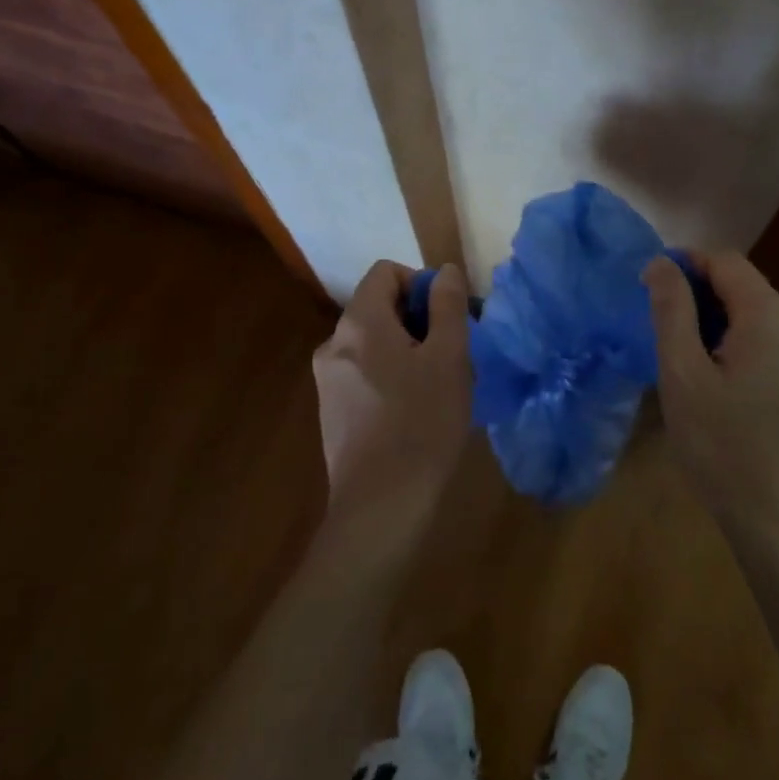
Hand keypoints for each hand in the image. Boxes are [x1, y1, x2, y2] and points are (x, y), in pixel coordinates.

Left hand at [312, 260, 473, 543]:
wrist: (380, 508)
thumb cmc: (422, 423)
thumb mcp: (448, 358)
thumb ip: (447, 306)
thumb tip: (443, 271)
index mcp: (359, 323)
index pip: (385, 272)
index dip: (420, 283)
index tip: (447, 318)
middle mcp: (334, 344)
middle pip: (378, 307)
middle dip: (418, 319)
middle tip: (451, 353)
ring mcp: (327, 380)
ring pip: (373, 343)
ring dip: (406, 349)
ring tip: (436, 385)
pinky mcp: (331, 412)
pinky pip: (364, 372)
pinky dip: (389, 375)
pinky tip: (413, 411)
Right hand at [644, 251, 778, 526]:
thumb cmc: (722, 446)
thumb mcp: (682, 374)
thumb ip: (672, 310)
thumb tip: (661, 263)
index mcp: (771, 318)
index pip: (725, 261)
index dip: (686, 264)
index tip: (651, 287)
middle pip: (742, 284)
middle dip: (700, 294)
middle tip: (662, 328)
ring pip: (754, 311)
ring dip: (717, 318)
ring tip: (685, 355)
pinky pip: (767, 336)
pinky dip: (737, 339)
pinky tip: (716, 374)